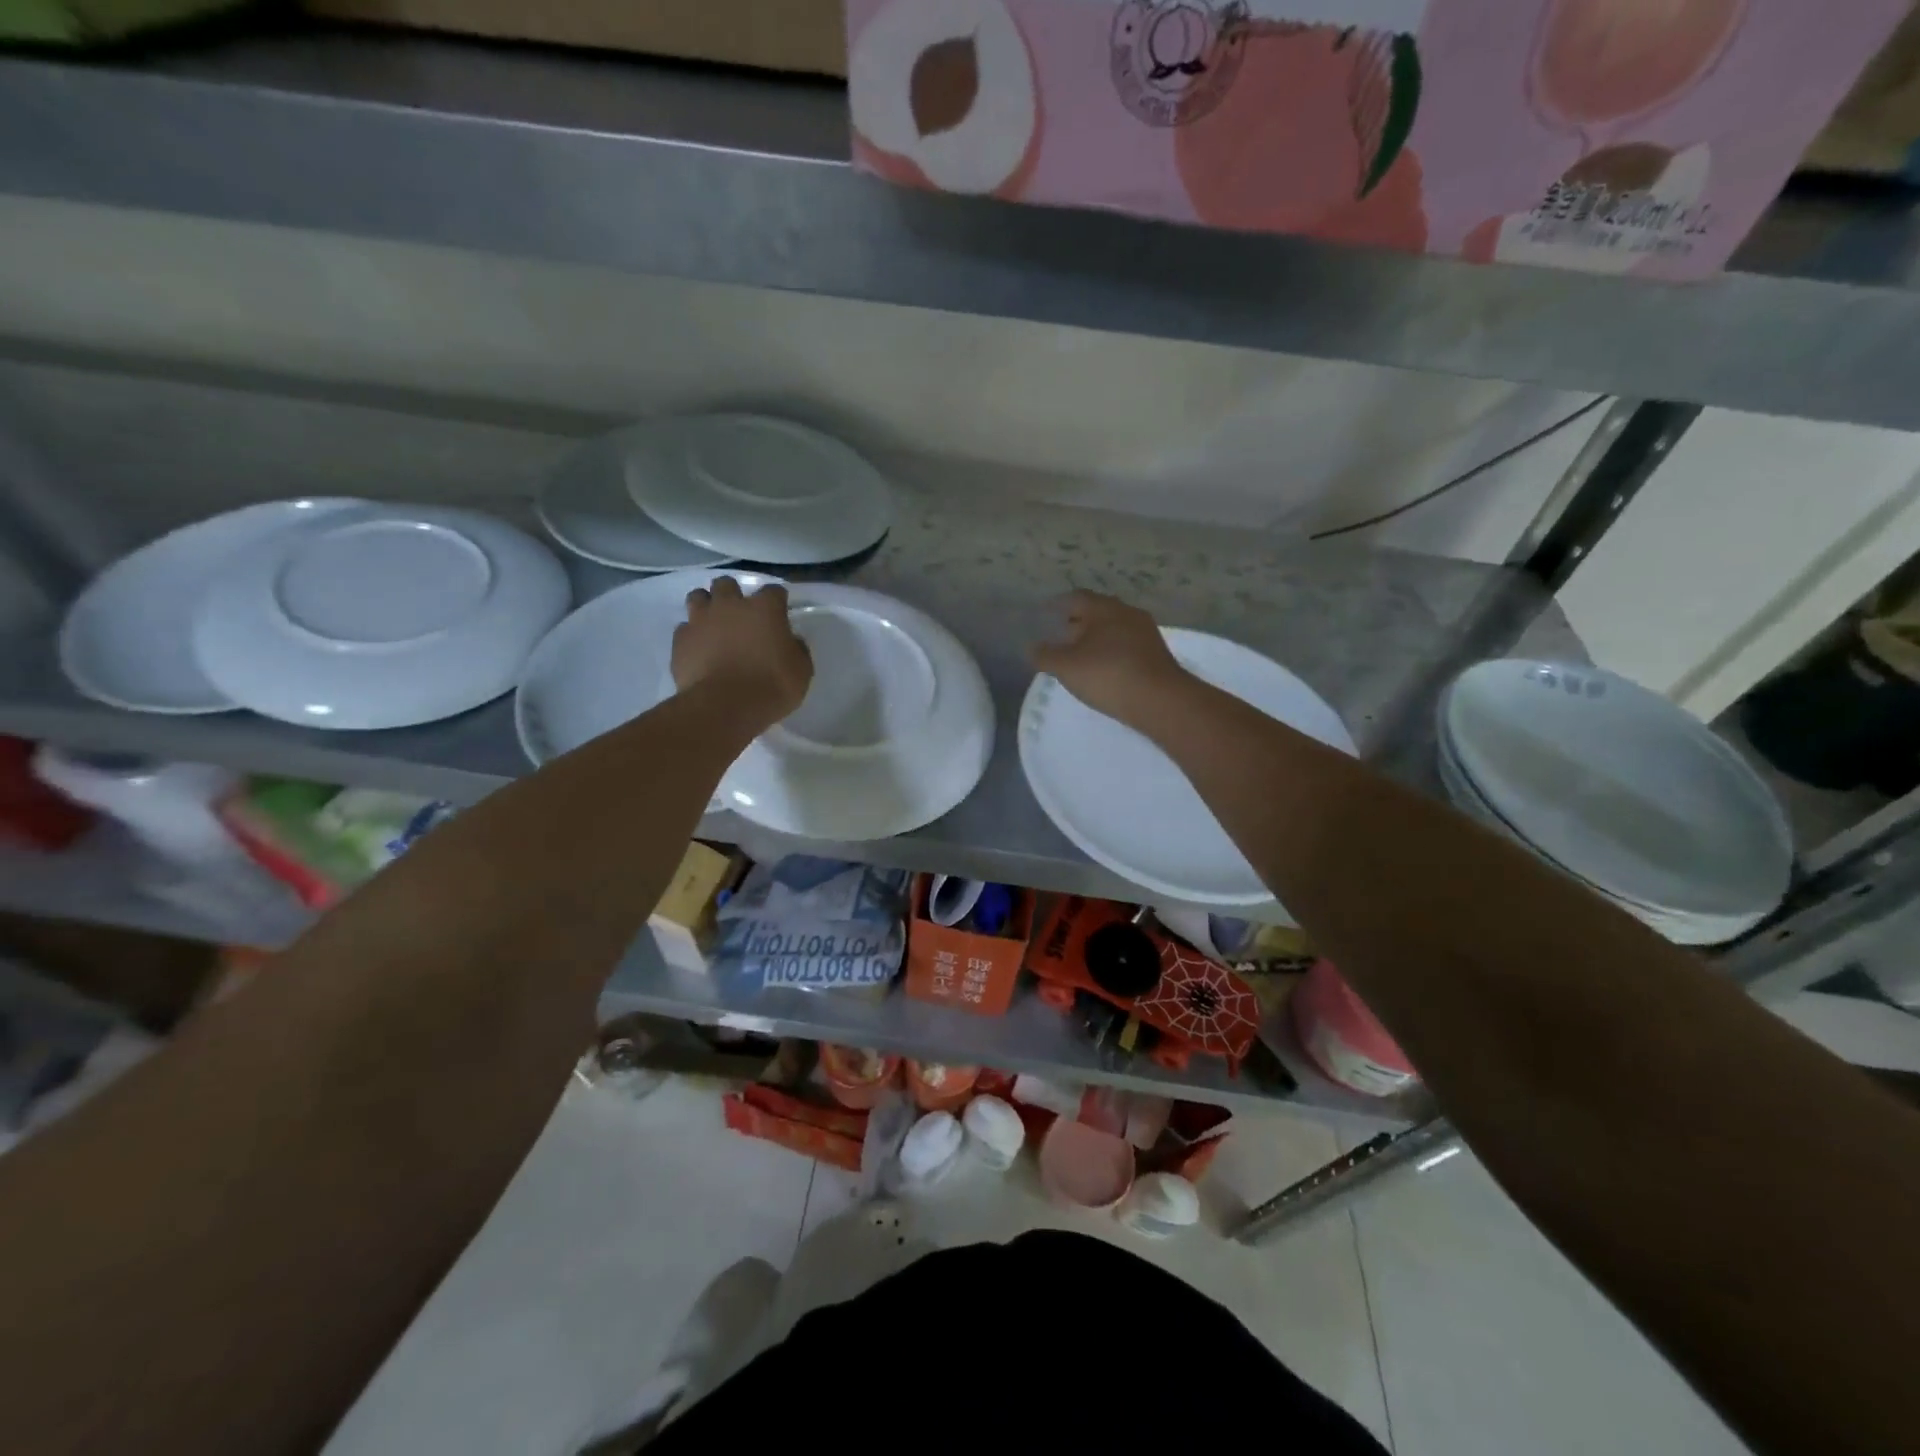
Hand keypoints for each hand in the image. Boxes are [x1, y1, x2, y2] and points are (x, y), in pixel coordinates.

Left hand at [672, 578, 812, 726]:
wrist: (726, 706)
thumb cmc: (772, 686)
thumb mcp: (801, 670)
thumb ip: (796, 649)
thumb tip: (790, 641)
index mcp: (765, 609)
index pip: (773, 591)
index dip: (776, 601)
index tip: (779, 613)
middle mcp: (730, 606)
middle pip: (727, 584)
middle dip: (733, 594)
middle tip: (739, 614)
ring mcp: (701, 620)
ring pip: (698, 597)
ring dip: (706, 606)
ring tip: (713, 624)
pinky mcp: (681, 640)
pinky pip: (684, 628)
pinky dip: (692, 635)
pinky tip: (698, 649)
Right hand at [1029, 590, 1191, 728]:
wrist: (1161, 700)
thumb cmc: (1108, 675)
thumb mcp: (1066, 667)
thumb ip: (1045, 655)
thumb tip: (1031, 647)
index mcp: (1104, 608)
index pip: (1076, 597)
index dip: (1058, 605)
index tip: (1046, 613)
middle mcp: (1127, 613)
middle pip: (1097, 612)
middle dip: (1078, 622)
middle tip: (1061, 635)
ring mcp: (1146, 632)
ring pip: (1114, 628)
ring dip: (1096, 638)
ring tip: (1080, 655)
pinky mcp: (1156, 653)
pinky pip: (1127, 645)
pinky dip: (1111, 651)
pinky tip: (1104, 668)